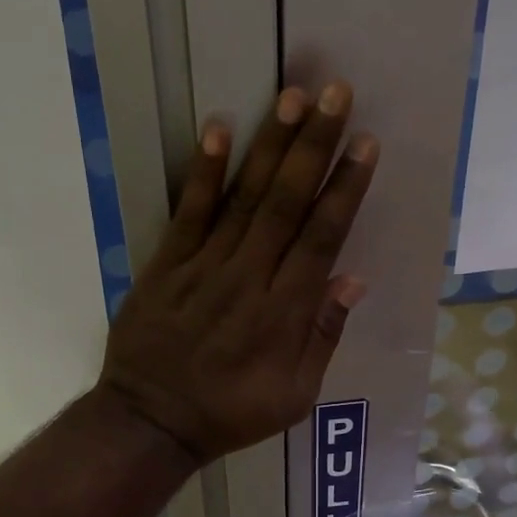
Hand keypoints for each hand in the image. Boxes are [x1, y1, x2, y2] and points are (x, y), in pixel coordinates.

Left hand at [100, 83, 377, 461]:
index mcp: (285, 312)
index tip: (364, 144)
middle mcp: (249, 278)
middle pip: (287, 203)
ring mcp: (204, 267)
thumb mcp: (295, 396)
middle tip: (336, 93)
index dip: (345, 189)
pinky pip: (188, 213)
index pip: (322, 238)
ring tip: (293, 96)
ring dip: (270, 146)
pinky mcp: (166, 266)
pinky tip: (218, 130)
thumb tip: (352, 279)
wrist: (152, 422)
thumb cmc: (231, 413)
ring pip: (244, 198)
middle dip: (315, 146)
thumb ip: (323, 336)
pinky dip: (203, 173)